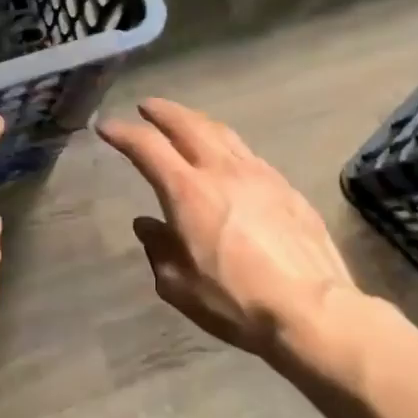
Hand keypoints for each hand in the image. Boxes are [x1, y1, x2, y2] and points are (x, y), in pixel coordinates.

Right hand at [98, 99, 365, 373]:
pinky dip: (228, 147)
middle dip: (164, 112)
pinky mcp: (287, 189)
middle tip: (148, 107)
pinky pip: (250, 155)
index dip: (124, 133)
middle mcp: (223, 172)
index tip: (107, 126)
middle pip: (189, 125)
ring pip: (224, 133)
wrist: (311, 310)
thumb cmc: (234, 301)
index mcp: (188, 192)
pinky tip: (229, 159)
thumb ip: (158, 248)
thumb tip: (147, 225)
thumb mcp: (178, 285)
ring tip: (186, 122)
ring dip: (198, 122)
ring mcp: (260, 176)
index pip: (148, 148)